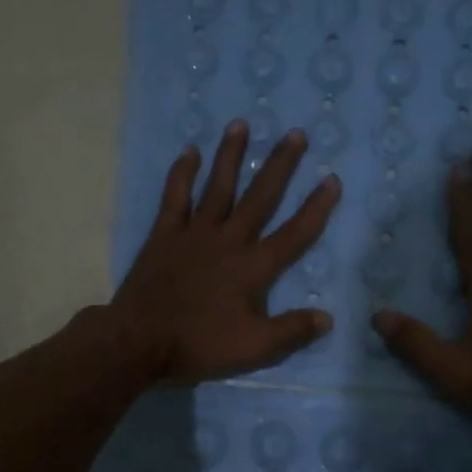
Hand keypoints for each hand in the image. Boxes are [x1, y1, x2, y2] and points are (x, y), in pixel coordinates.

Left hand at [110, 120, 340, 382]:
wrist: (140, 340)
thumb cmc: (199, 344)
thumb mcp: (254, 347)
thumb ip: (292, 330)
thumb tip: (328, 318)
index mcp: (253, 267)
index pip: (294, 233)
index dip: (316, 208)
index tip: (332, 179)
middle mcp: (228, 240)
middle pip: (259, 197)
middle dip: (280, 165)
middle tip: (295, 133)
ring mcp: (194, 233)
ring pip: (217, 186)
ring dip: (231, 155)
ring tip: (241, 124)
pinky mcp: (164, 234)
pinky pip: (176, 197)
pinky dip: (182, 174)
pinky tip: (190, 152)